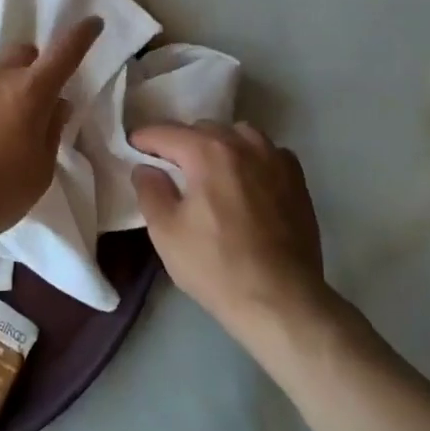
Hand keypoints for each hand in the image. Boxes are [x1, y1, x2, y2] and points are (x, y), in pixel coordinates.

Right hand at [130, 121, 327, 339]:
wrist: (282, 301)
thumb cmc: (217, 267)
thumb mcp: (166, 233)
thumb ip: (150, 191)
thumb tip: (146, 168)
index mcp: (208, 152)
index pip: (167, 132)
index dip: (144, 138)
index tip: (133, 147)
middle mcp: (243, 144)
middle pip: (203, 129)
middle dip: (182, 142)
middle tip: (169, 166)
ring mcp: (275, 159)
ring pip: (238, 134)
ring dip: (218, 144)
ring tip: (210, 169)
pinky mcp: (297, 179)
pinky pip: (267, 152)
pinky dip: (251, 157)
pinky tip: (246, 180)